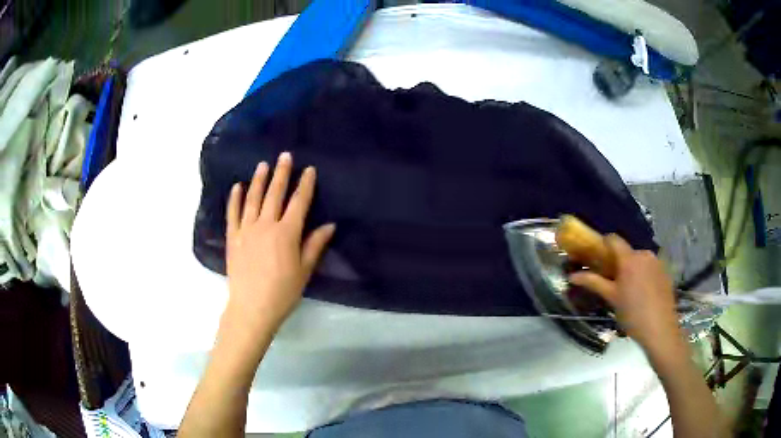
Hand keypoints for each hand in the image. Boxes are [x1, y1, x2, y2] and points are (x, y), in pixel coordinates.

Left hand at [225, 152, 334, 334]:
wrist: (251, 308)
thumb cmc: (282, 292)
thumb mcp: (304, 271)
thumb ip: (315, 245)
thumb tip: (329, 225)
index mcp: (287, 233)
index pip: (299, 202)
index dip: (305, 184)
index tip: (309, 169)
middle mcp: (266, 225)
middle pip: (275, 194)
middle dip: (282, 173)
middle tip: (285, 156)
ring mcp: (247, 229)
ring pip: (253, 198)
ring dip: (259, 180)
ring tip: (263, 164)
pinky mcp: (233, 237)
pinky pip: (233, 213)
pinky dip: (235, 199)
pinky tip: (237, 187)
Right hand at [568, 235, 682, 355]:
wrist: (660, 329)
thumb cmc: (633, 314)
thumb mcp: (611, 298)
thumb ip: (593, 282)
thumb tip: (572, 276)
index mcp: (629, 258)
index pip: (613, 239)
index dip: (603, 244)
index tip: (596, 258)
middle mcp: (644, 254)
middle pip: (626, 251)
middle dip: (617, 263)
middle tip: (611, 282)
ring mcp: (657, 262)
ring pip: (638, 260)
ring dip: (631, 269)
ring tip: (628, 291)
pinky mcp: (665, 271)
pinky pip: (649, 267)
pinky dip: (642, 275)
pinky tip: (642, 294)